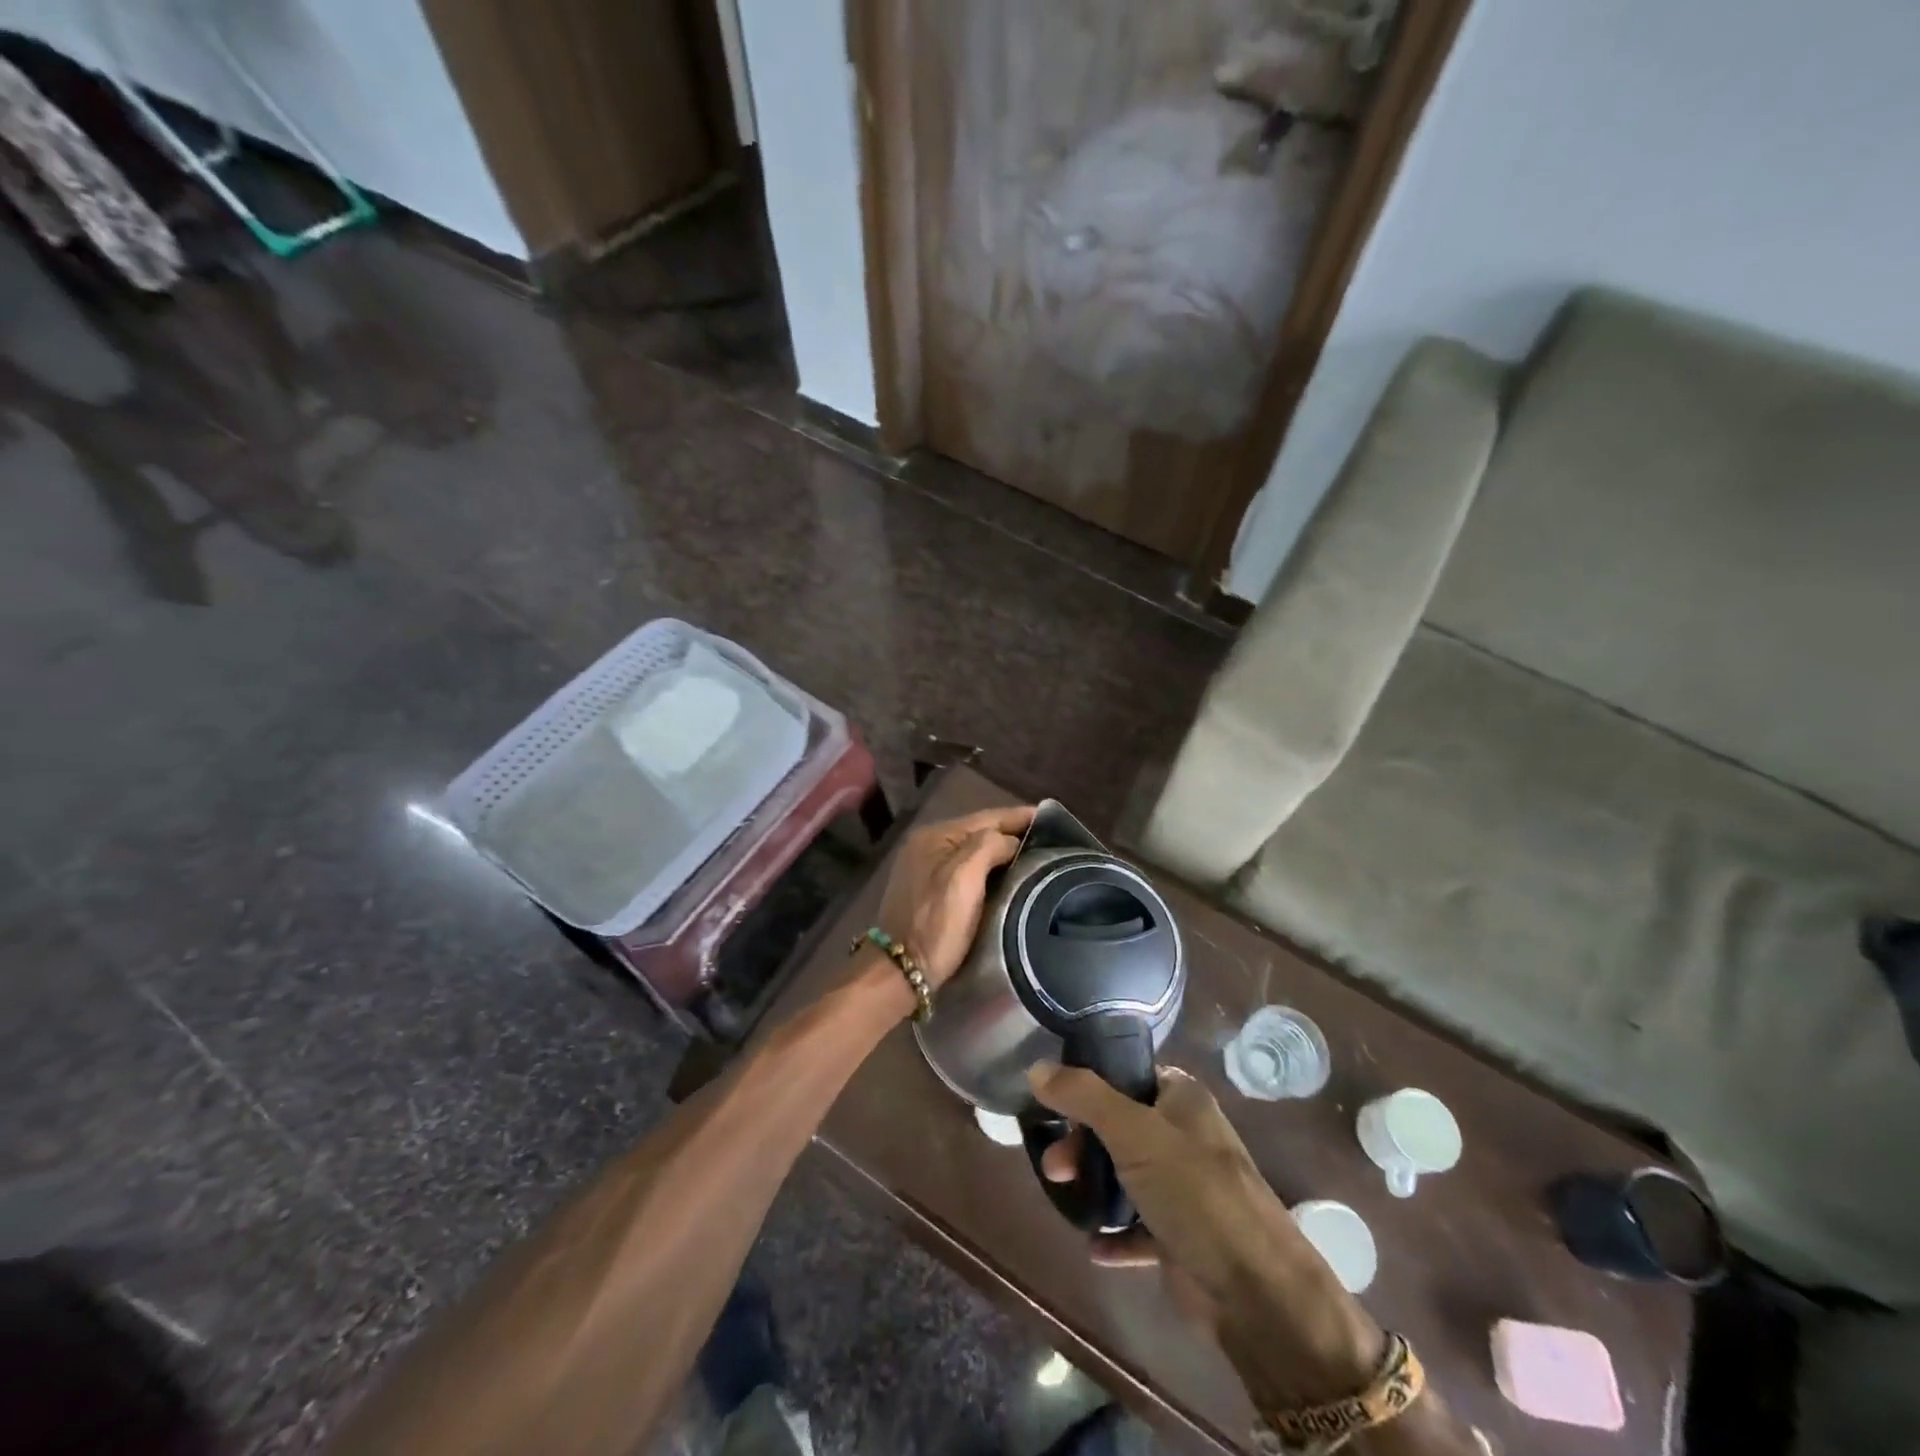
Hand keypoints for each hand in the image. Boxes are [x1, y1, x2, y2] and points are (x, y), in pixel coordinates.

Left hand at [876, 805, 1033, 989]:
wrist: (902, 970)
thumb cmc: (935, 922)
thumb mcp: (964, 878)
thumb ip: (989, 846)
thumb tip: (1011, 842)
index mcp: (935, 836)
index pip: (986, 817)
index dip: (1019, 816)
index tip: (1052, 817)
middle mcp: (928, 845)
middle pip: (979, 832)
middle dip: (1012, 832)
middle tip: (1050, 838)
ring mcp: (926, 868)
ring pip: (973, 851)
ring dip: (1002, 851)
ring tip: (1036, 855)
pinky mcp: (929, 890)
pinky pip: (967, 869)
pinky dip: (989, 868)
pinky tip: (1008, 875)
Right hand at [1028, 1062, 1383, 1402]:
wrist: (1256, 1293)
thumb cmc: (1195, 1192)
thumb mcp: (1134, 1131)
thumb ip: (1084, 1096)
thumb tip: (1036, 1067)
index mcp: (1182, 1099)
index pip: (1128, 1074)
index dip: (1090, 1083)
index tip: (1054, 1100)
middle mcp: (1183, 1135)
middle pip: (1118, 1124)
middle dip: (1082, 1141)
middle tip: (1055, 1163)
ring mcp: (1183, 1187)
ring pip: (1124, 1173)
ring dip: (1093, 1183)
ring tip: (1064, 1195)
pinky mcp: (1180, 1236)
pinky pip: (1136, 1226)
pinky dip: (1113, 1232)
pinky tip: (1093, 1243)